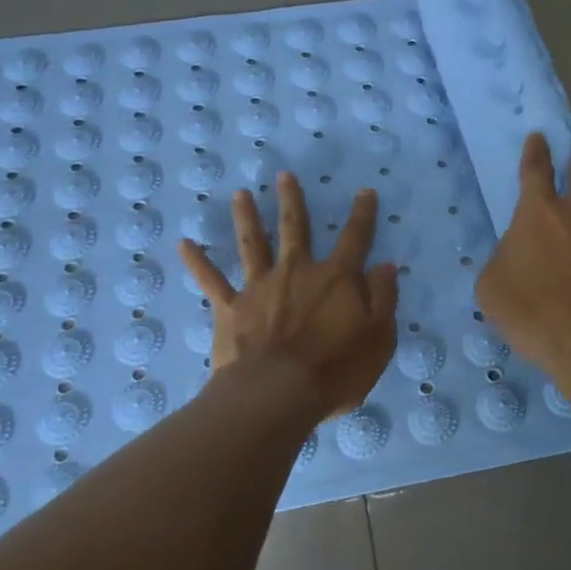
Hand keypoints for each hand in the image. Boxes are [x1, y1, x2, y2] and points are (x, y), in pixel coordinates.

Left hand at [178, 172, 398, 419]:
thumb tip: (385, 265)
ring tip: (240, 195)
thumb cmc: (336, 370)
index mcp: (337, 278)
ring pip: (252, 244)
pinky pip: (212, 281)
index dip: (362, 214)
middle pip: (295, 228)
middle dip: (292, 200)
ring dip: (246, 217)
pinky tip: (184, 244)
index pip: (356, 238)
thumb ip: (383, 298)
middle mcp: (297, 272)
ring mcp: (260, 287)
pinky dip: (198, 262)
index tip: (365, 191)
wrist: (277, 394)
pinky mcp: (231, 308)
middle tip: (284, 175)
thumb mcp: (379, 337)